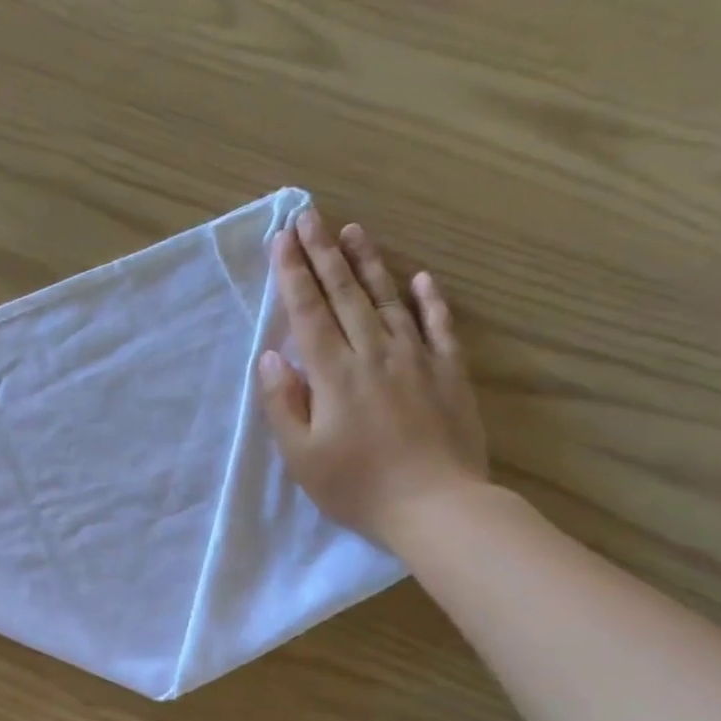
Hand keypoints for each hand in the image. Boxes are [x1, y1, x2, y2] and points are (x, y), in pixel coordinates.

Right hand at [258, 209, 487, 548]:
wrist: (436, 505)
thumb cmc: (357, 486)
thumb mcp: (302, 456)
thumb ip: (284, 402)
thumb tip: (272, 356)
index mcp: (333, 373)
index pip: (308, 312)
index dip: (293, 274)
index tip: (282, 238)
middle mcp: (374, 353)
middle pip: (344, 294)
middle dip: (323, 253)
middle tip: (310, 215)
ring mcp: (416, 358)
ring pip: (388, 300)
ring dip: (368, 263)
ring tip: (353, 231)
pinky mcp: (449, 372)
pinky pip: (439, 326)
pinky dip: (429, 299)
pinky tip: (420, 278)